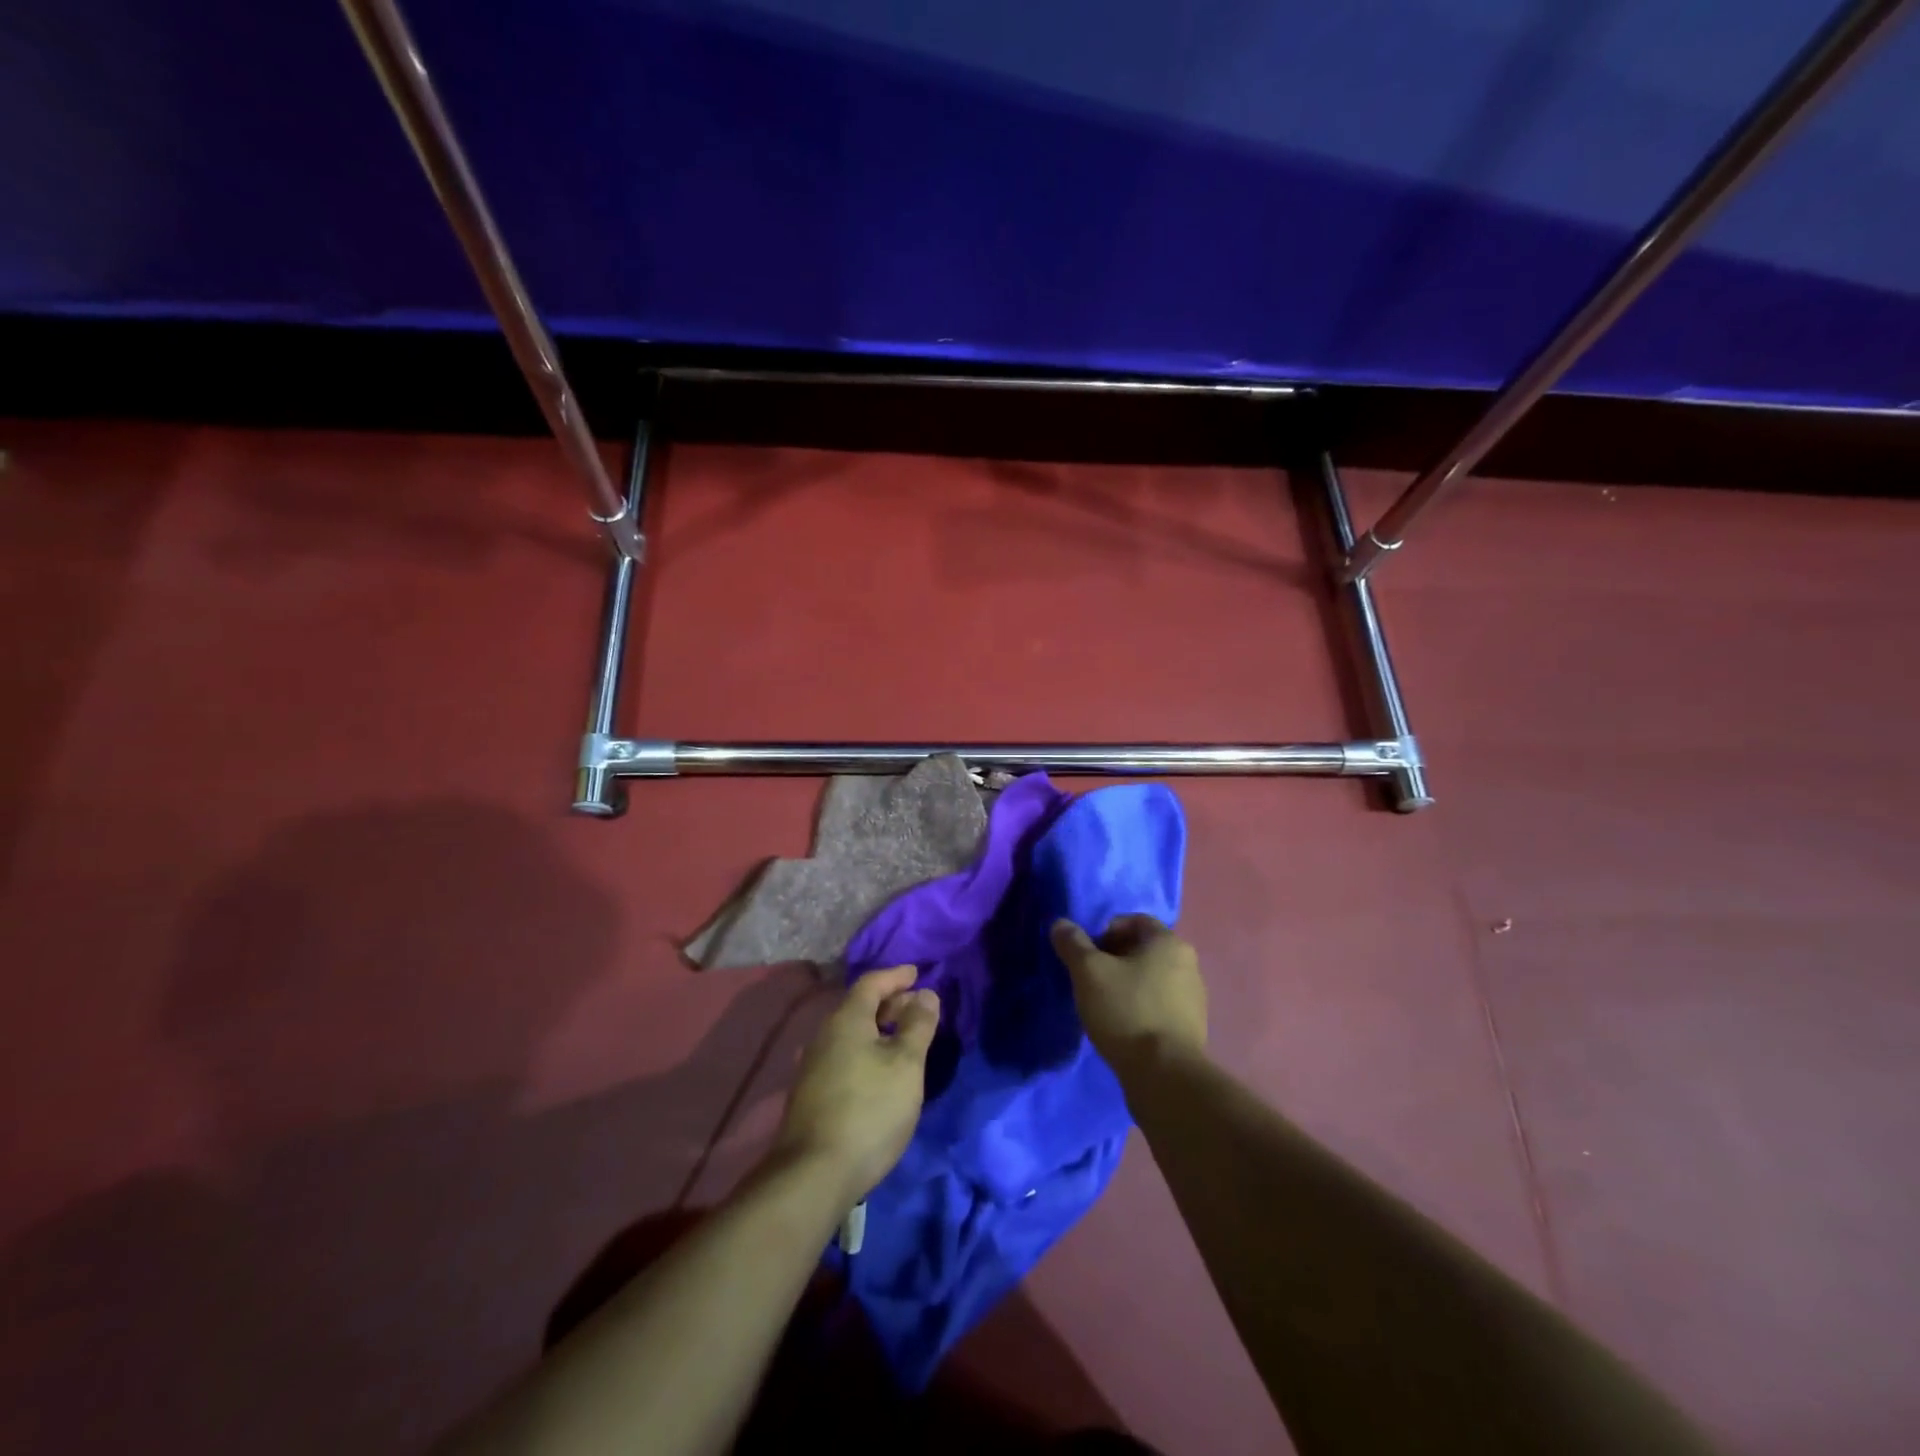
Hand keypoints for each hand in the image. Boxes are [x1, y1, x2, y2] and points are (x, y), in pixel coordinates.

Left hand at [772, 966, 939, 1206]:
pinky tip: (881, 1071)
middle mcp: (825, 1035)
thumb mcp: (906, 1064)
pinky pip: (845, 1054)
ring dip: (879, 1029)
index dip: (896, 975)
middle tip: (917, 1008)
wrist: (814, 1175)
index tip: (917, 972)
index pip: (871, 982)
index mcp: (846, 1020)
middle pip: (859, 1006)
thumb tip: (925, 994)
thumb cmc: (869, 1110)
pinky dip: (867, 1050)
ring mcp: (814, 1066)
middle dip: (890, 1002)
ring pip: (851, 1033)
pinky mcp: (813, 1093)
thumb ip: (918, 1025)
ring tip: (905, 1040)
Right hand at [1051, 915, 1206, 1076]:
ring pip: (1151, 978)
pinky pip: (1160, 1004)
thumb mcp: (1088, 972)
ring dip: (1127, 984)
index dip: (1105, 930)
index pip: (1134, 920)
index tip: (1087, 953)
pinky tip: (1122, 1026)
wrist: (1164, 1076)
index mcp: (1169, 942)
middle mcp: (1188, 964)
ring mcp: (1194, 997)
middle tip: (1089, 978)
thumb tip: (1060, 924)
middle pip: (1143, 949)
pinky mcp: (1192, 1027)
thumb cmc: (1126, 1011)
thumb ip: (1073, 944)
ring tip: (1103, 1005)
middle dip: (1114, 958)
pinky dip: (1140, 1007)